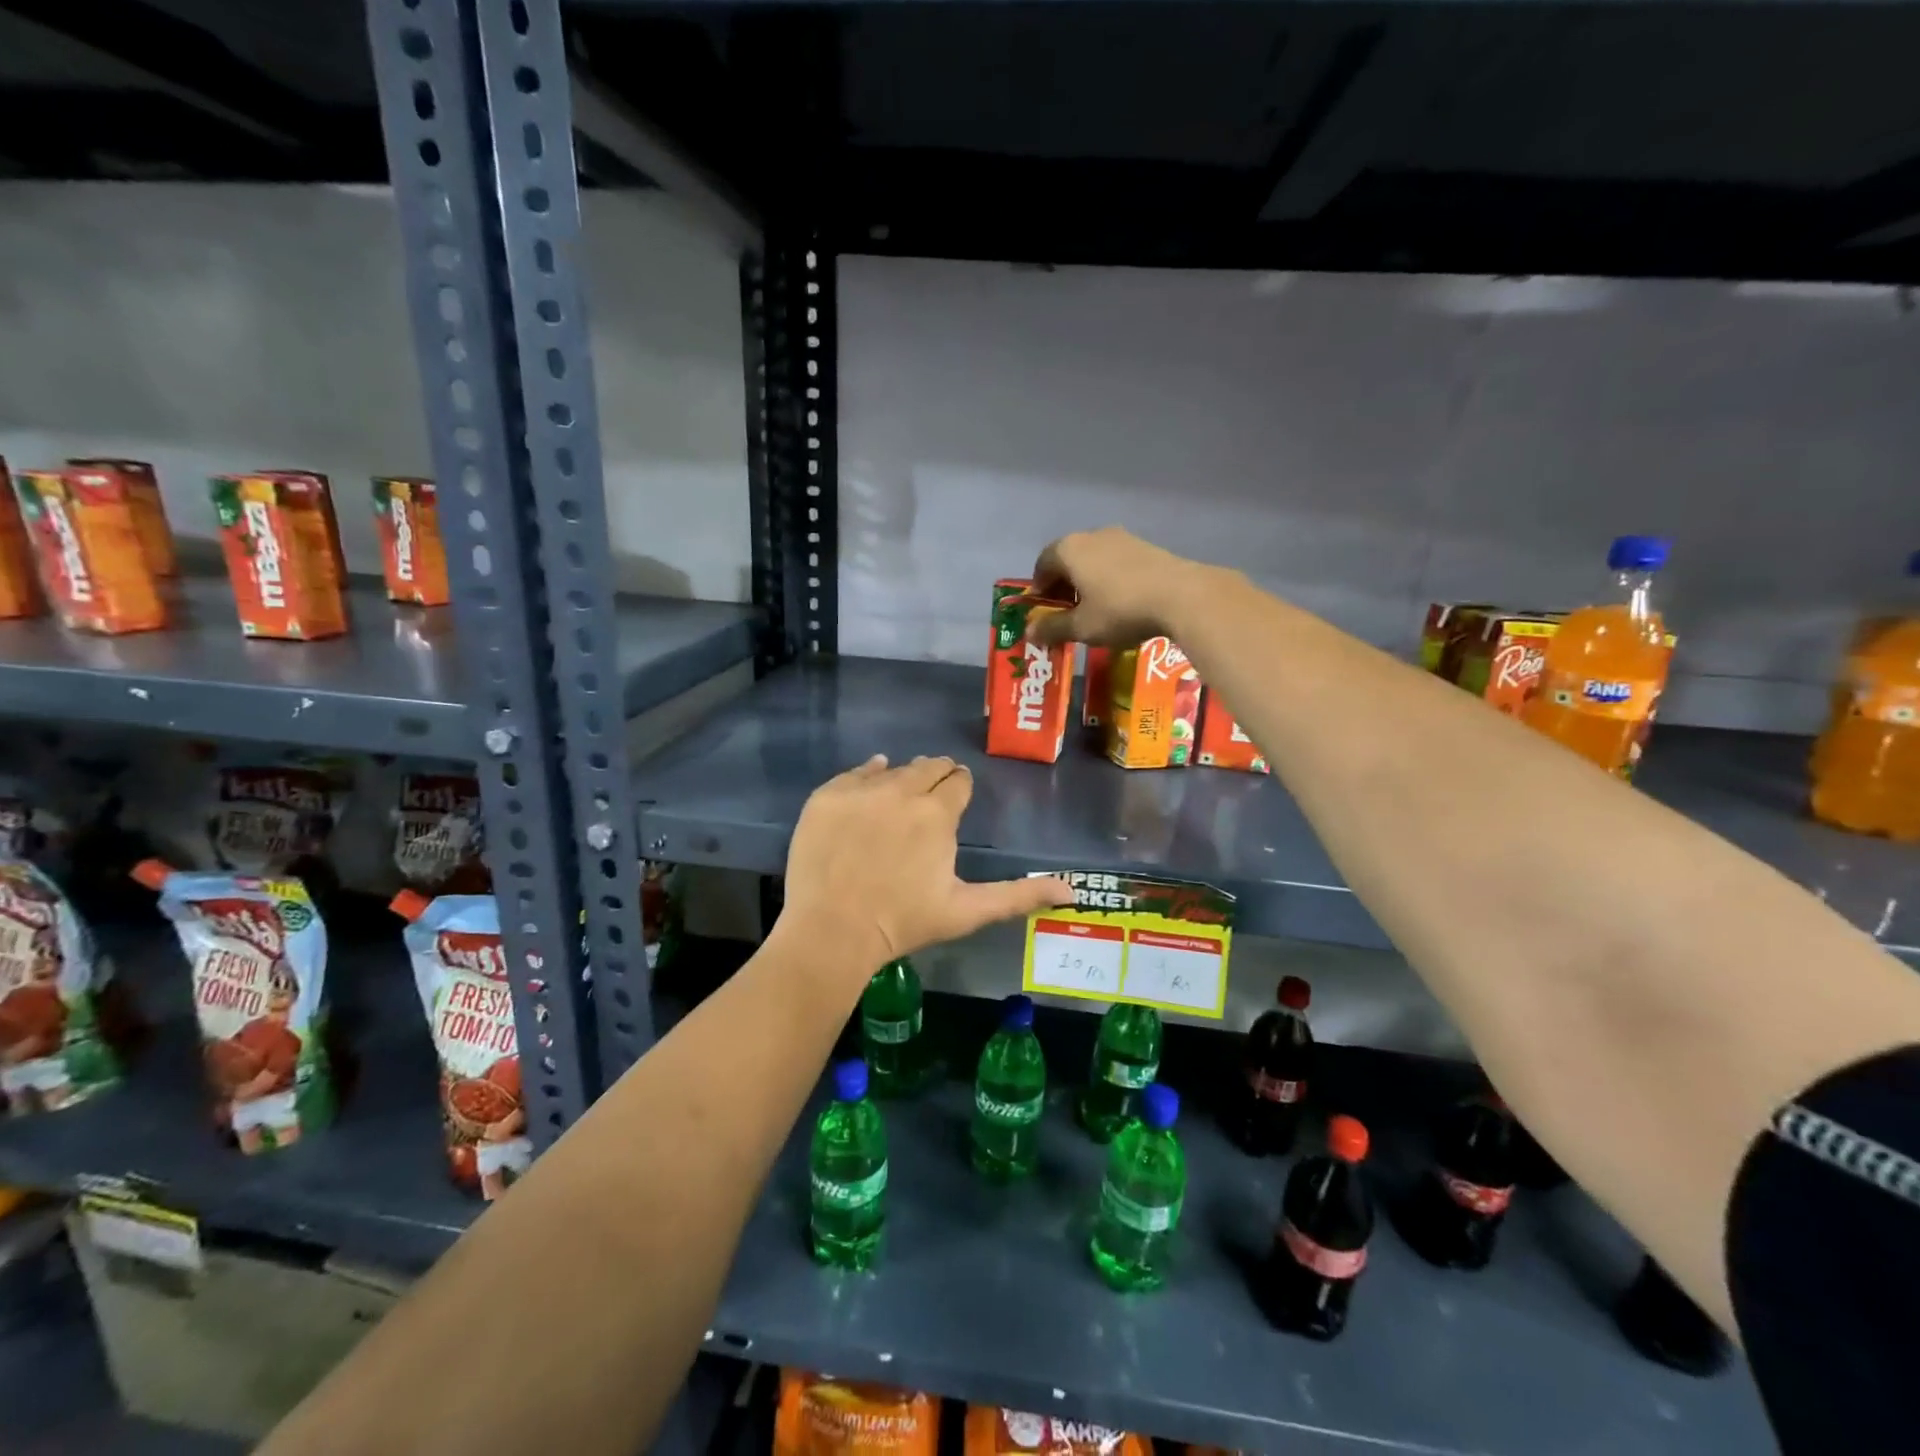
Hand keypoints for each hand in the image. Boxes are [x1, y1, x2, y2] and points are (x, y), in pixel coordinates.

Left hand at [780, 755, 1074, 976]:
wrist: (832, 931)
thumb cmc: (904, 923)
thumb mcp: (967, 911)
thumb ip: (1019, 895)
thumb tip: (1072, 890)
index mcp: (938, 814)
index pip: (958, 781)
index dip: (959, 788)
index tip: (955, 800)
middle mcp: (902, 791)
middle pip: (927, 767)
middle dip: (935, 776)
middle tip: (931, 797)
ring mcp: (860, 791)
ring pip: (892, 769)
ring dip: (902, 778)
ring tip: (899, 799)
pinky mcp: (827, 796)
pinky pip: (855, 773)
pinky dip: (866, 776)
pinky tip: (870, 785)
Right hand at [1028, 526, 1210, 647]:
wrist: (1182, 597)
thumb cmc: (1120, 610)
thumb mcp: (1082, 627)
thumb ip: (1052, 627)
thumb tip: (1029, 632)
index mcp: (1070, 549)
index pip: (1042, 564)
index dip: (1039, 590)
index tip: (1043, 612)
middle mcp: (1093, 535)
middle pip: (1068, 559)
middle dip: (1063, 586)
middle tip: (1067, 613)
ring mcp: (1123, 538)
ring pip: (1094, 560)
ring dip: (1088, 582)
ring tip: (1095, 610)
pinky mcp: (1147, 546)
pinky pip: (1117, 562)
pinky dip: (1110, 580)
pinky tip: (1122, 602)